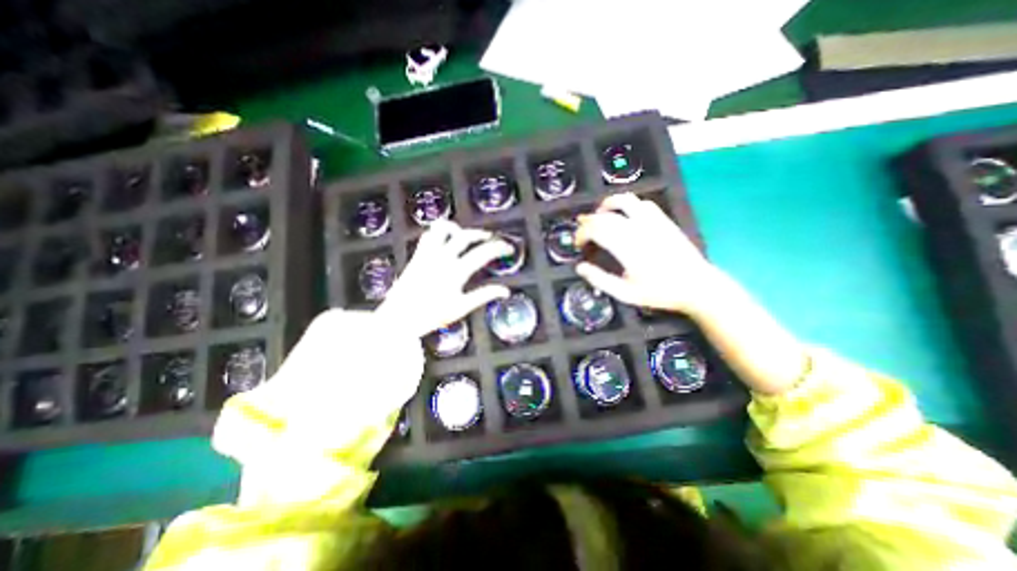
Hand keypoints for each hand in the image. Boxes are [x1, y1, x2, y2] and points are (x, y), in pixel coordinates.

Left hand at [377, 220, 512, 334]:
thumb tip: (505, 291)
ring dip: (457, 228)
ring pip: (443, 229)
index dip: (499, 248)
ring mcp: (428, 254)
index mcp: (456, 271)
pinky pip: (428, 236)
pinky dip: (439, 233)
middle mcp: (442, 258)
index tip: (508, 248)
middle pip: (466, 236)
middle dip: (481, 235)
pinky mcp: (417, 255)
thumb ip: (484, 296)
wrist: (399, 317)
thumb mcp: (461, 307)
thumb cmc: (431, 315)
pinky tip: (444, 241)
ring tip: (465, 234)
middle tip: (491, 239)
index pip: (483, 253)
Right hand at [572, 191, 721, 315]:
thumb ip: (600, 280)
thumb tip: (580, 268)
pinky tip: (624, 215)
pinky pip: (642, 203)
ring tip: (599, 215)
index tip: (578, 244)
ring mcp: (652, 221)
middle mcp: (637, 229)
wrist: (697, 286)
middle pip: (605, 215)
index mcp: (626, 247)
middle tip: (583, 233)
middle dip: (588, 222)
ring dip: (606, 206)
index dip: (581, 234)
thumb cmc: (660, 292)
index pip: (595, 229)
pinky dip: (627, 204)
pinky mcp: (663, 220)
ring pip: (624, 201)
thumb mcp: (625, 293)